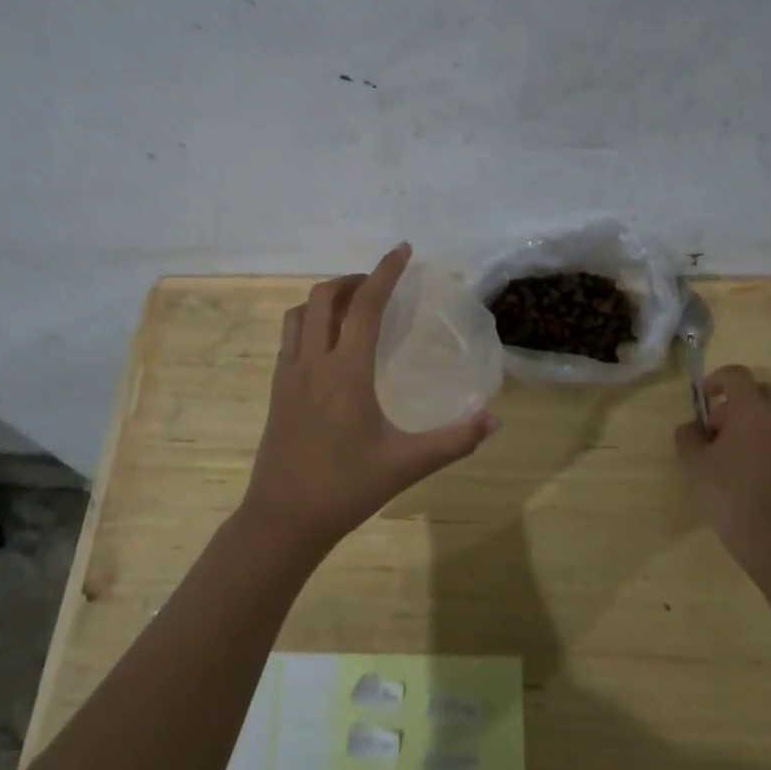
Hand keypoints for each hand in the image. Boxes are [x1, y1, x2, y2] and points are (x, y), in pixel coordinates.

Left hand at [238, 244, 499, 556]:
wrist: (283, 519)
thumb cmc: (346, 488)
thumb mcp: (407, 464)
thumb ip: (454, 440)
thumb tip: (495, 421)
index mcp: (346, 372)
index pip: (366, 305)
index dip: (385, 272)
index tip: (402, 250)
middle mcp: (313, 362)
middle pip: (325, 297)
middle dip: (353, 280)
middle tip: (380, 286)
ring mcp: (288, 375)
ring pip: (300, 314)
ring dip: (326, 299)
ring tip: (353, 308)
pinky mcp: (276, 390)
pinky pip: (289, 337)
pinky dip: (309, 322)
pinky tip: (328, 345)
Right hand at [674, 365, 770, 585]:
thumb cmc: (729, 493)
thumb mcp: (693, 462)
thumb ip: (688, 436)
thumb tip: (694, 429)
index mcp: (752, 410)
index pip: (737, 375)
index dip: (715, 379)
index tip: (701, 399)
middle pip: (758, 391)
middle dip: (734, 400)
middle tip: (714, 426)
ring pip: (770, 414)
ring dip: (747, 421)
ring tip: (724, 450)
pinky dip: (759, 438)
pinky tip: (741, 468)